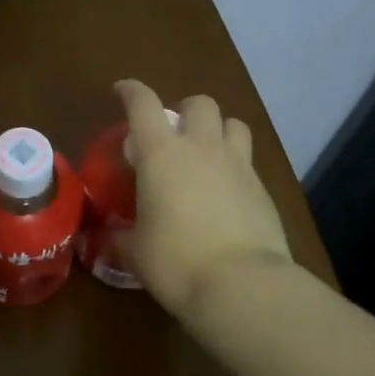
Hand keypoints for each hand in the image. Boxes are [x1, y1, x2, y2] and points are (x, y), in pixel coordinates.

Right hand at [113, 80, 292, 317]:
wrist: (242, 285)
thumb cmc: (175, 260)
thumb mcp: (135, 251)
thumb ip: (120, 237)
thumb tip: (110, 237)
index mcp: (160, 153)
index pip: (143, 104)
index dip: (131, 91)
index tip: (121, 90)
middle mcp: (201, 148)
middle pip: (199, 103)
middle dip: (185, 110)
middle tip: (173, 134)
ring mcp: (238, 166)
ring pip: (234, 124)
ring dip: (218, 130)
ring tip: (207, 154)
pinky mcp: (264, 190)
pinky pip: (249, 162)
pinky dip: (235, 167)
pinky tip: (226, 193)